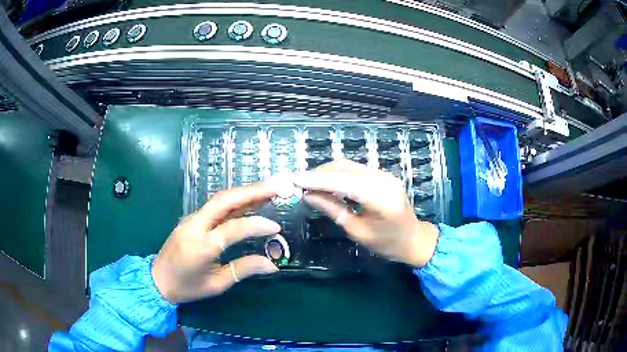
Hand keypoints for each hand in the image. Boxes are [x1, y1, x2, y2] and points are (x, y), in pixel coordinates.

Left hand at [152, 183, 280, 303]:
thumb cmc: (186, 287)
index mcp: (201, 246)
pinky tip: (247, 200)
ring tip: (266, 189)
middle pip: (224, 201)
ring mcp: (191, 219)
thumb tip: (272, 265)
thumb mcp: (216, 284)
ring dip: (243, 192)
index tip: (276, 227)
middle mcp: (195, 226)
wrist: (157, 280)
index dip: (257, 225)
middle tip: (275, 187)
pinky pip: (214, 206)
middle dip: (251, 191)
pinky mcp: (191, 219)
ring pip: (219, 199)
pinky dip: (234, 200)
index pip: (233, 228)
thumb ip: (243, 270)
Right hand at [294, 160, 438, 267]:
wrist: (415, 239)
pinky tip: (327, 183)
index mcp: (379, 196)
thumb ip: (333, 209)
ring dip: (327, 172)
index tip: (294, 179)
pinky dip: (338, 174)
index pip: (341, 181)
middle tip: (298, 183)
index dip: (315, 179)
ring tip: (308, 183)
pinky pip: (355, 169)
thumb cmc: (387, 243)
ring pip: (348, 165)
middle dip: (318, 174)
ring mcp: (384, 174)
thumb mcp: (357, 231)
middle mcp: (382, 178)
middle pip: (343, 168)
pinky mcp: (382, 175)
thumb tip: (308, 196)